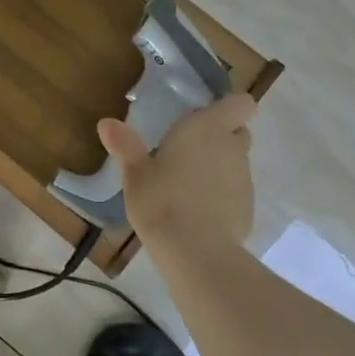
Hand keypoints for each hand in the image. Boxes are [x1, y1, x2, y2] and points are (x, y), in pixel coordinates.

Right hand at [98, 93, 257, 247]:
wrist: (195, 251)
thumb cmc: (161, 200)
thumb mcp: (135, 173)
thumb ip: (124, 145)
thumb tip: (106, 123)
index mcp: (208, 128)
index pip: (240, 103)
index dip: (228, 109)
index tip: (206, 117)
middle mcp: (232, 148)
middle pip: (239, 132)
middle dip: (222, 138)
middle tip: (189, 151)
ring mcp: (245, 180)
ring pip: (237, 164)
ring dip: (220, 169)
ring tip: (188, 186)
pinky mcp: (248, 209)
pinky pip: (236, 193)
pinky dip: (223, 197)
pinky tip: (198, 214)